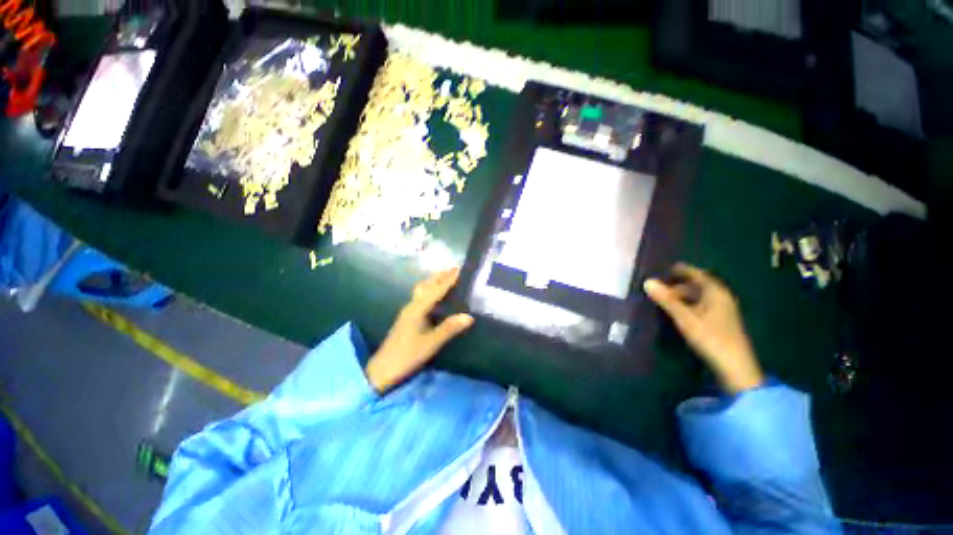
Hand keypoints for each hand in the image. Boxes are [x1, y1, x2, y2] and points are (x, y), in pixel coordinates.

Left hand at [365, 268, 474, 392]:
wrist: (383, 369)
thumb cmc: (407, 355)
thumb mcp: (431, 343)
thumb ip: (449, 328)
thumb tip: (469, 316)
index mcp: (418, 309)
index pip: (436, 290)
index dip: (448, 280)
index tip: (459, 269)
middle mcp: (412, 305)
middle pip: (426, 285)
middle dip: (439, 276)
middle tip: (454, 270)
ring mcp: (408, 311)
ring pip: (422, 290)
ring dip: (434, 281)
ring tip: (447, 278)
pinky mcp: (408, 317)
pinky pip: (421, 297)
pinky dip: (430, 290)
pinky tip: (436, 296)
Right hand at [644, 263, 763, 393]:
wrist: (735, 368)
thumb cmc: (711, 338)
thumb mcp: (685, 318)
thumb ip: (667, 300)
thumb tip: (648, 281)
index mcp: (716, 293)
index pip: (698, 274)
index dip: (683, 270)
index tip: (666, 268)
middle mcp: (722, 298)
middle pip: (699, 285)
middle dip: (679, 284)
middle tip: (660, 286)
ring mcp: (723, 311)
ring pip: (700, 297)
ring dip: (683, 295)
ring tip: (664, 299)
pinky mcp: (721, 322)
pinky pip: (702, 306)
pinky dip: (688, 304)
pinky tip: (678, 311)